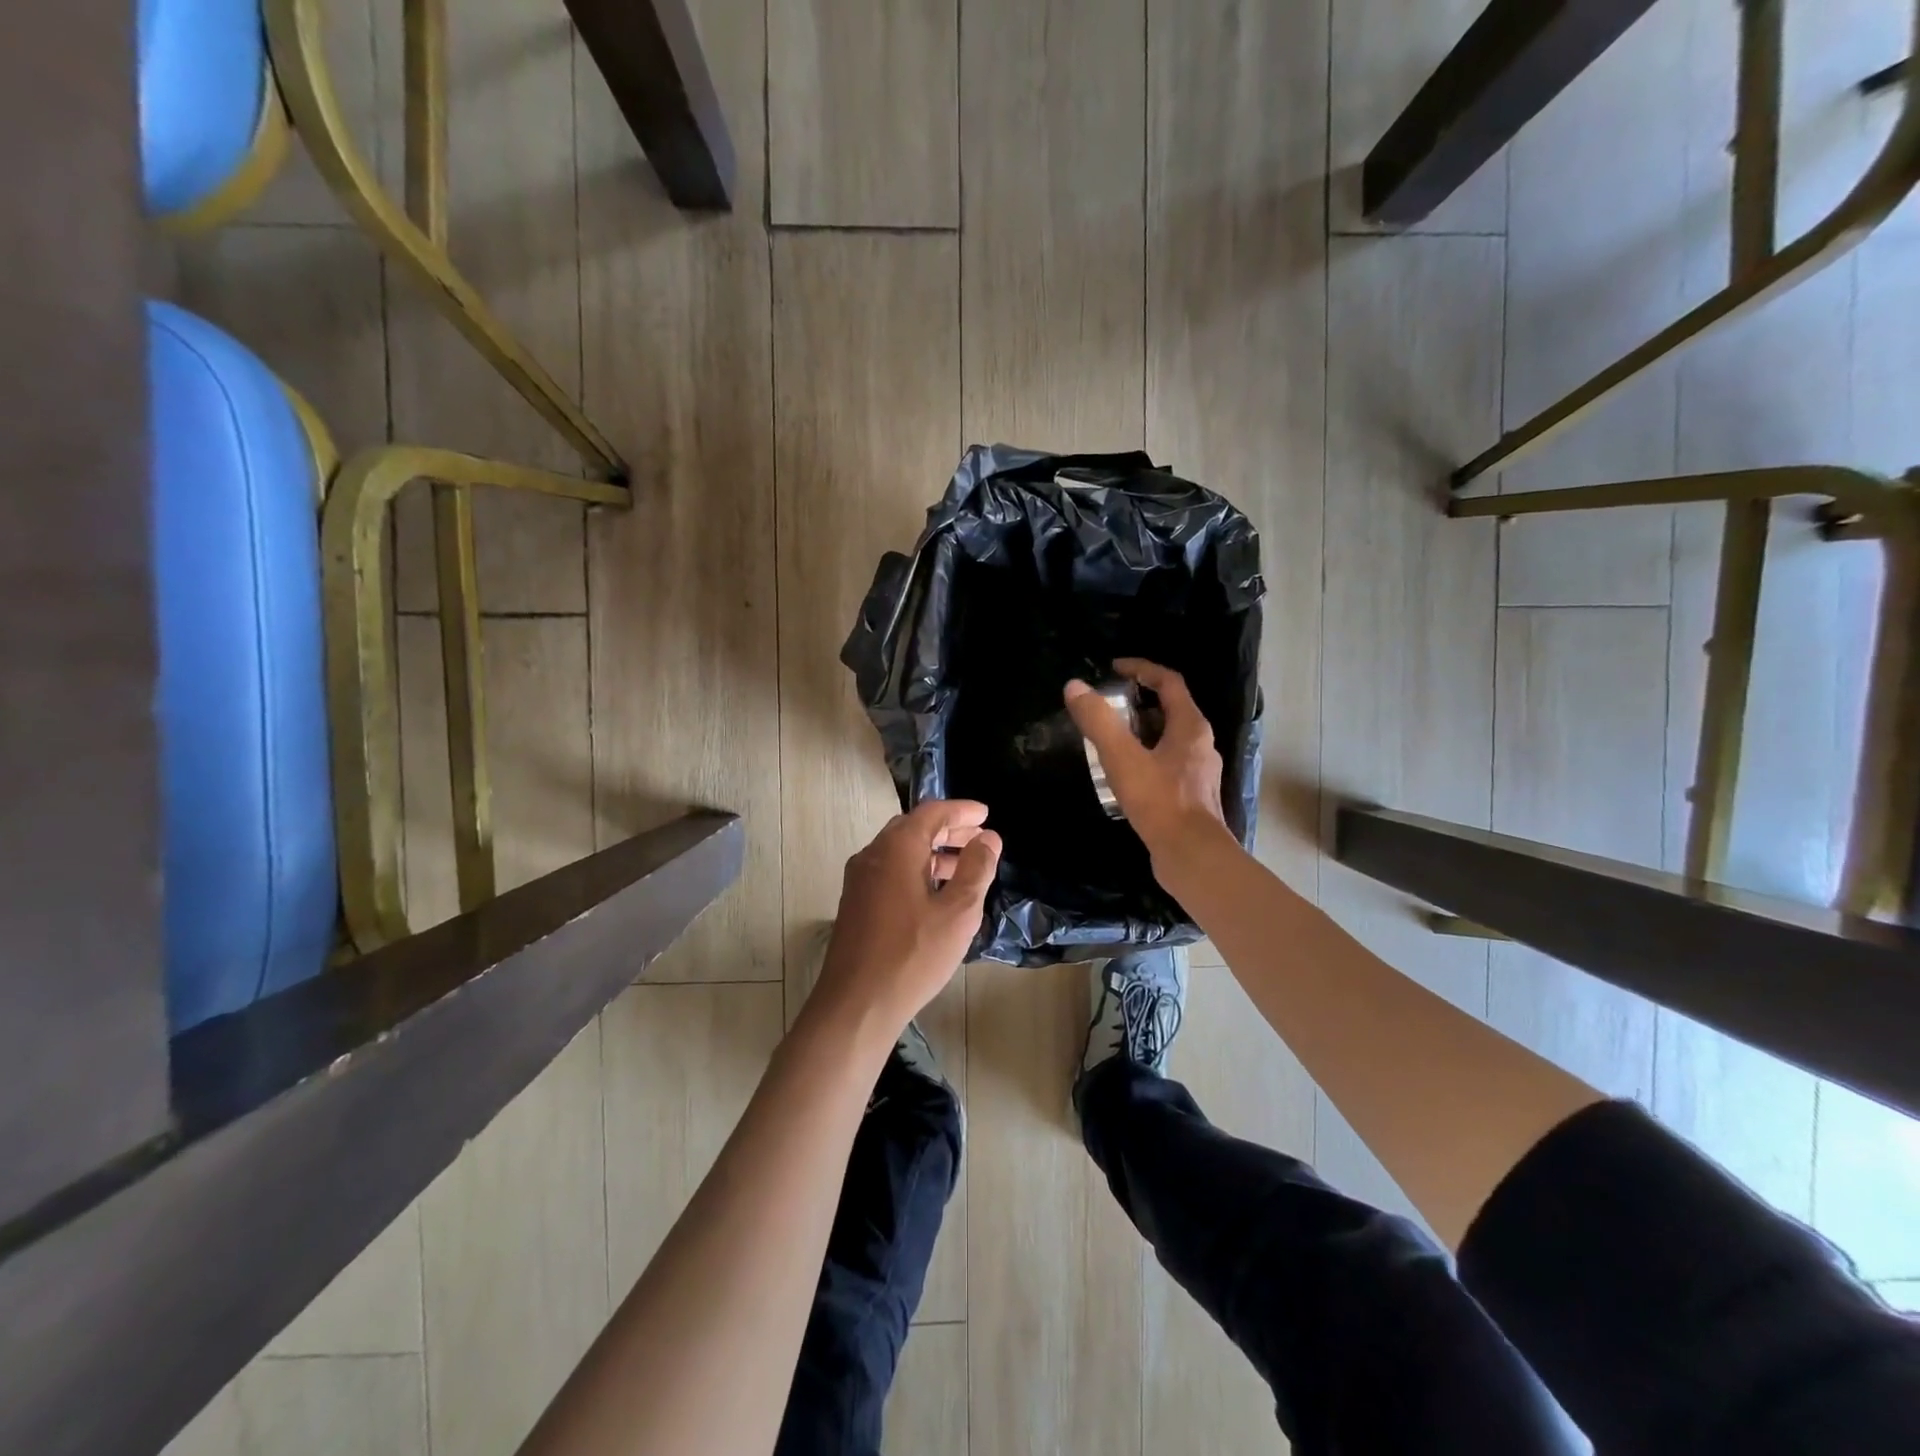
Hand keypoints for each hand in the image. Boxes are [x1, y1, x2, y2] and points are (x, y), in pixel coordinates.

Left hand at [814, 800, 1001, 1035]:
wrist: (856, 1004)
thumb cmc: (912, 955)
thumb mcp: (958, 912)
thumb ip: (976, 869)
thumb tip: (988, 838)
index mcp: (896, 848)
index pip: (932, 812)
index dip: (961, 810)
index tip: (986, 814)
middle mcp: (872, 855)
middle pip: (914, 829)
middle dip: (949, 830)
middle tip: (980, 838)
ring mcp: (859, 880)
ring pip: (901, 852)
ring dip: (934, 853)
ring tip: (965, 867)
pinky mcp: (856, 904)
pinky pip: (890, 872)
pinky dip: (917, 870)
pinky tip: (936, 894)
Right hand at [1065, 659, 1229, 867]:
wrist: (1191, 856)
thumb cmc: (1160, 801)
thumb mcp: (1122, 757)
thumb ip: (1098, 721)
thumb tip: (1074, 687)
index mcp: (1191, 726)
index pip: (1169, 682)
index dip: (1142, 669)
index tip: (1114, 668)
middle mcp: (1201, 744)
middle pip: (1170, 710)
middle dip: (1138, 702)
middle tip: (1107, 705)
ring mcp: (1198, 772)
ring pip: (1168, 740)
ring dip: (1141, 732)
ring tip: (1109, 739)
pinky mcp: (1191, 796)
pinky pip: (1167, 765)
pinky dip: (1145, 758)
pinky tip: (1124, 776)